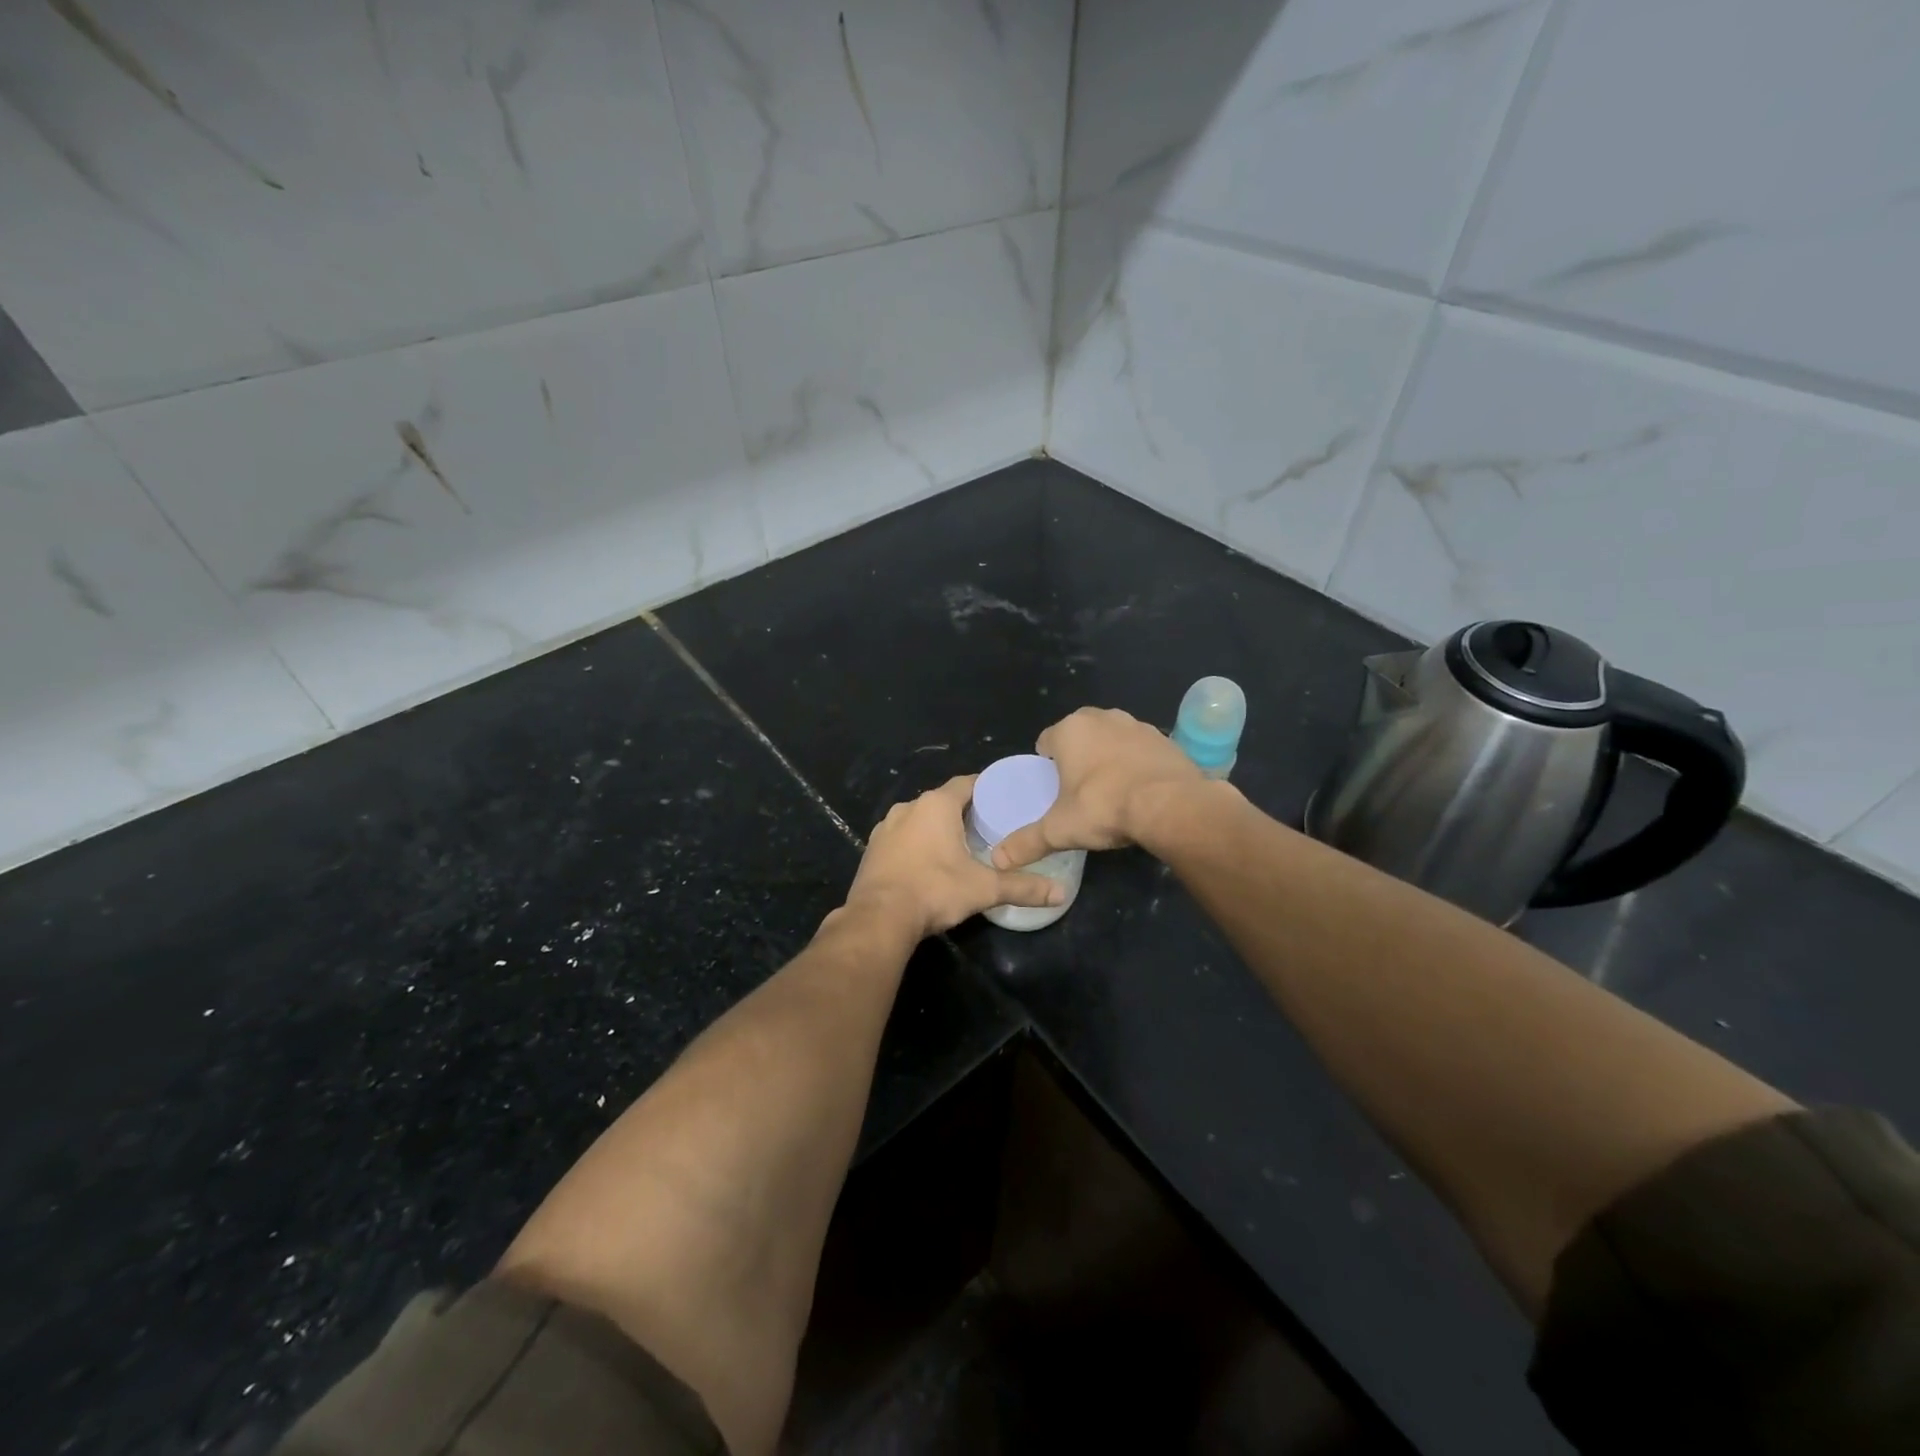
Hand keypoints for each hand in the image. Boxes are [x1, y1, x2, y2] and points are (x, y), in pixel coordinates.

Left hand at [841, 775, 1063, 939]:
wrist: (878, 919)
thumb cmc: (934, 890)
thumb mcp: (984, 889)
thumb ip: (1023, 888)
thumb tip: (1061, 895)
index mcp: (936, 805)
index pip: (967, 783)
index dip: (987, 789)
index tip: (1005, 800)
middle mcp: (908, 807)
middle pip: (943, 801)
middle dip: (964, 812)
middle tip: (989, 828)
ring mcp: (885, 828)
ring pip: (919, 819)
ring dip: (937, 829)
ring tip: (960, 847)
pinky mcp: (872, 849)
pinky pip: (901, 838)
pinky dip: (916, 845)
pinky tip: (928, 864)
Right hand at [991, 707, 1204, 868]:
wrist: (1170, 805)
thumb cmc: (1104, 807)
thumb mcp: (1059, 830)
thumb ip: (1026, 842)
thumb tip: (996, 860)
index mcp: (1070, 730)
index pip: (1046, 741)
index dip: (1046, 765)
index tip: (1053, 789)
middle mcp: (1101, 717)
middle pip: (1079, 735)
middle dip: (1078, 757)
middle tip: (1080, 791)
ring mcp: (1136, 724)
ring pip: (1111, 739)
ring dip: (1108, 757)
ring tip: (1111, 791)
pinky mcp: (1164, 738)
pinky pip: (1140, 749)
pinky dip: (1137, 763)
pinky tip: (1140, 790)